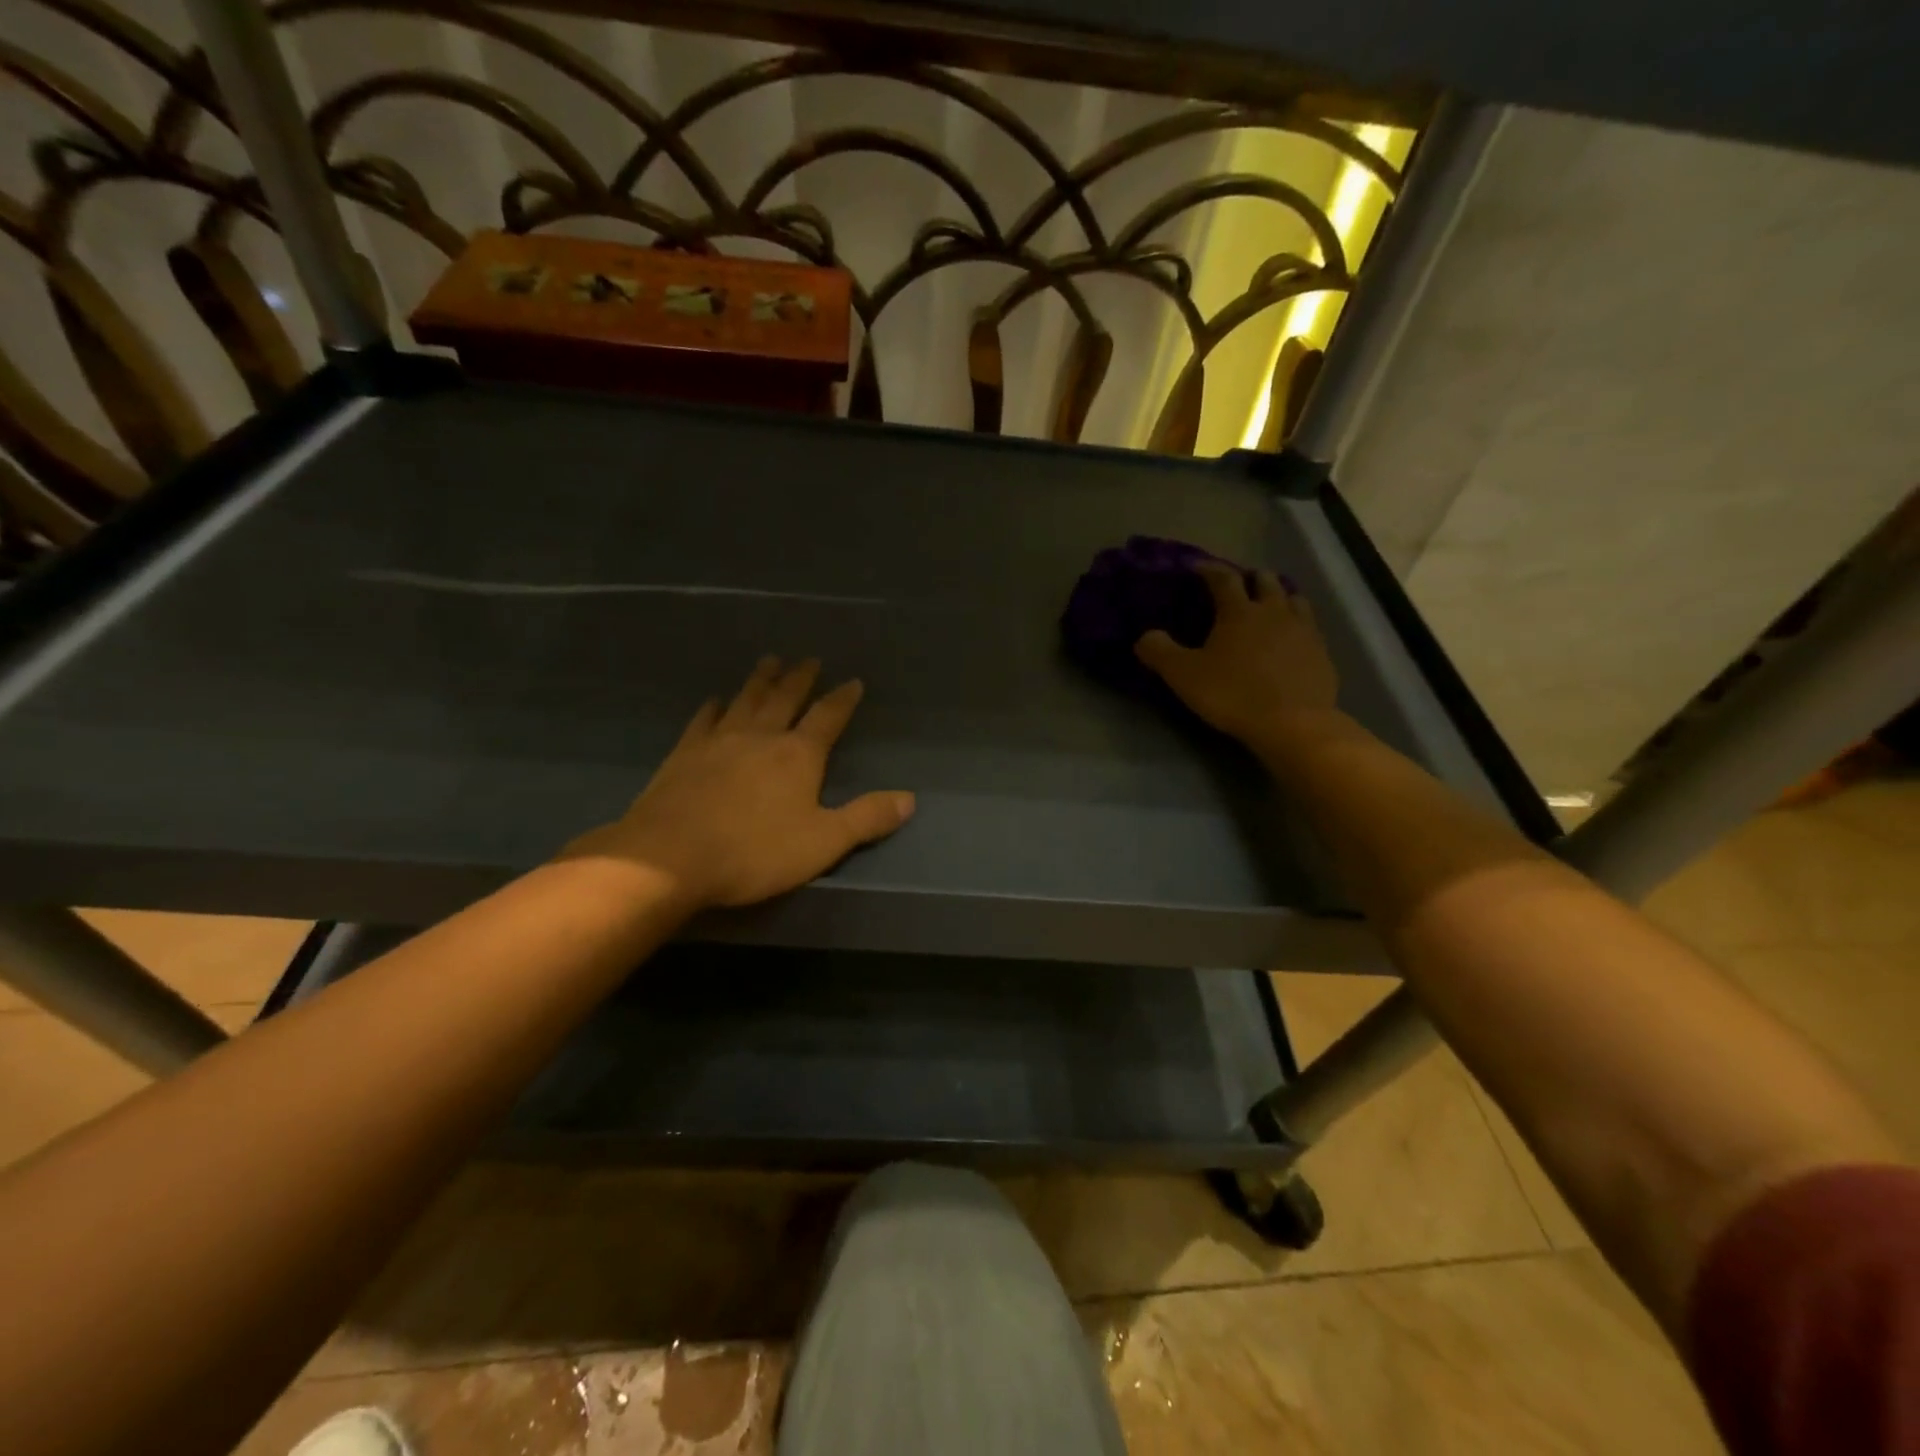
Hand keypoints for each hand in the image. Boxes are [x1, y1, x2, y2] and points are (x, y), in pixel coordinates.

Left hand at [562, 657, 914, 909]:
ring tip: (769, 661)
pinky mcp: (684, 754)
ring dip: (760, 680)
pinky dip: (714, 707)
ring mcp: (718, 741)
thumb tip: (910, 798)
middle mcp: (761, 737)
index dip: (843, 699)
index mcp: (798, 755)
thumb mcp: (824, 842)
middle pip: (785, 698)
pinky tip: (715, 700)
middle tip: (809, 659)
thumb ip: (867, 818)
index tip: (853, 681)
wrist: (670, 857)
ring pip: (746, 700)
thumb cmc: (755, 851)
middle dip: (800, 679)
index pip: (828, 717)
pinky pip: (704, 721)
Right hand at [1135, 563, 1340, 744]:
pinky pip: (1310, 627)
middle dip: (1250, 578)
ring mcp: (1304, 630)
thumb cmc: (1233, 694)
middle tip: (1238, 586)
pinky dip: (1297, 625)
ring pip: (1294, 599)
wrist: (1293, 724)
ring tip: (1269, 606)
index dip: (1209, 570)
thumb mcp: (1183, 676)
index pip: (1223, 578)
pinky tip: (1291, 639)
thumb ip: (1159, 652)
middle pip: (1265, 581)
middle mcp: (1274, 611)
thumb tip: (1145, 636)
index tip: (1198, 567)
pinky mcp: (1322, 653)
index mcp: (1239, 611)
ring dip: (1279, 596)